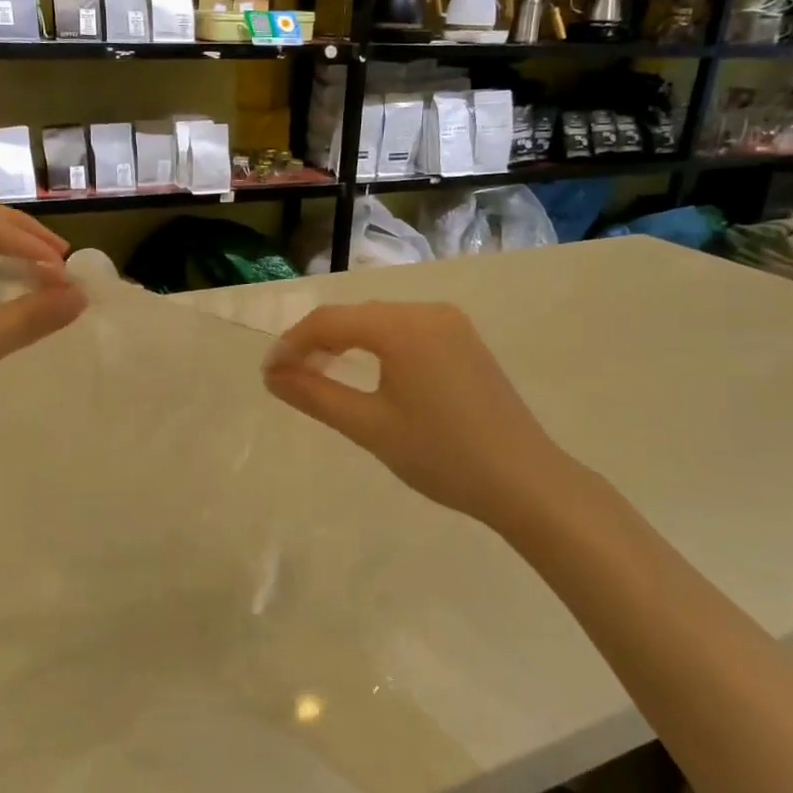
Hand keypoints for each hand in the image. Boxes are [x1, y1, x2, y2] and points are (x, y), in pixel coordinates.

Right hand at [263, 302, 584, 532]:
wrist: (525, 480)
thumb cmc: (441, 456)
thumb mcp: (369, 427)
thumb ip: (315, 395)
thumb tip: (272, 375)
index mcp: (403, 327)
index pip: (329, 322)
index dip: (292, 344)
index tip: (268, 374)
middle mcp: (427, 311)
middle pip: (355, 317)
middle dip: (317, 342)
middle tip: (289, 378)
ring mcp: (451, 324)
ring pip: (380, 322)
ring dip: (346, 343)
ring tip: (321, 375)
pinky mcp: (465, 341)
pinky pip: (406, 332)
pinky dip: (377, 347)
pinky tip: (368, 373)